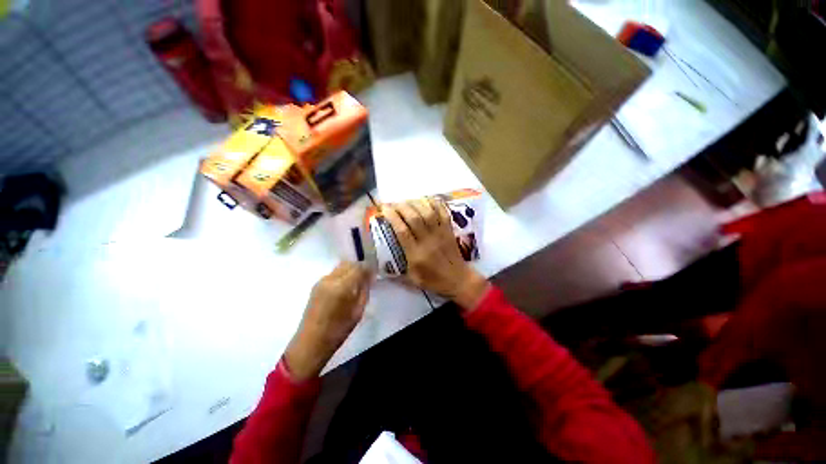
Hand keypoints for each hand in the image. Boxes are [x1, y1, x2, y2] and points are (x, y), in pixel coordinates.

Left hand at [285, 262, 370, 380]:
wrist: (310, 343)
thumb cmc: (338, 331)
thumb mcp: (358, 311)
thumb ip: (364, 291)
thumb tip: (369, 278)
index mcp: (342, 287)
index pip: (359, 267)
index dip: (369, 267)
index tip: (375, 272)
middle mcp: (330, 279)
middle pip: (349, 263)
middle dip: (360, 267)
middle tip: (367, 276)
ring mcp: (321, 281)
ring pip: (340, 266)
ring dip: (351, 270)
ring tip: (357, 280)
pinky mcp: (316, 285)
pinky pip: (334, 273)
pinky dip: (343, 274)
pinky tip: (346, 285)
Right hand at [383, 198, 488, 310]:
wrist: (459, 280)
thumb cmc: (435, 281)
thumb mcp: (413, 280)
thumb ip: (398, 271)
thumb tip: (383, 264)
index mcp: (416, 254)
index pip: (402, 231)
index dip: (392, 217)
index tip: (384, 208)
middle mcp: (428, 240)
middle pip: (414, 217)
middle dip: (401, 206)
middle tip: (393, 203)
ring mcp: (440, 233)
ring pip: (427, 212)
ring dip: (415, 203)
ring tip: (406, 200)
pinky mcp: (449, 230)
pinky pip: (443, 212)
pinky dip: (434, 203)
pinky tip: (426, 200)